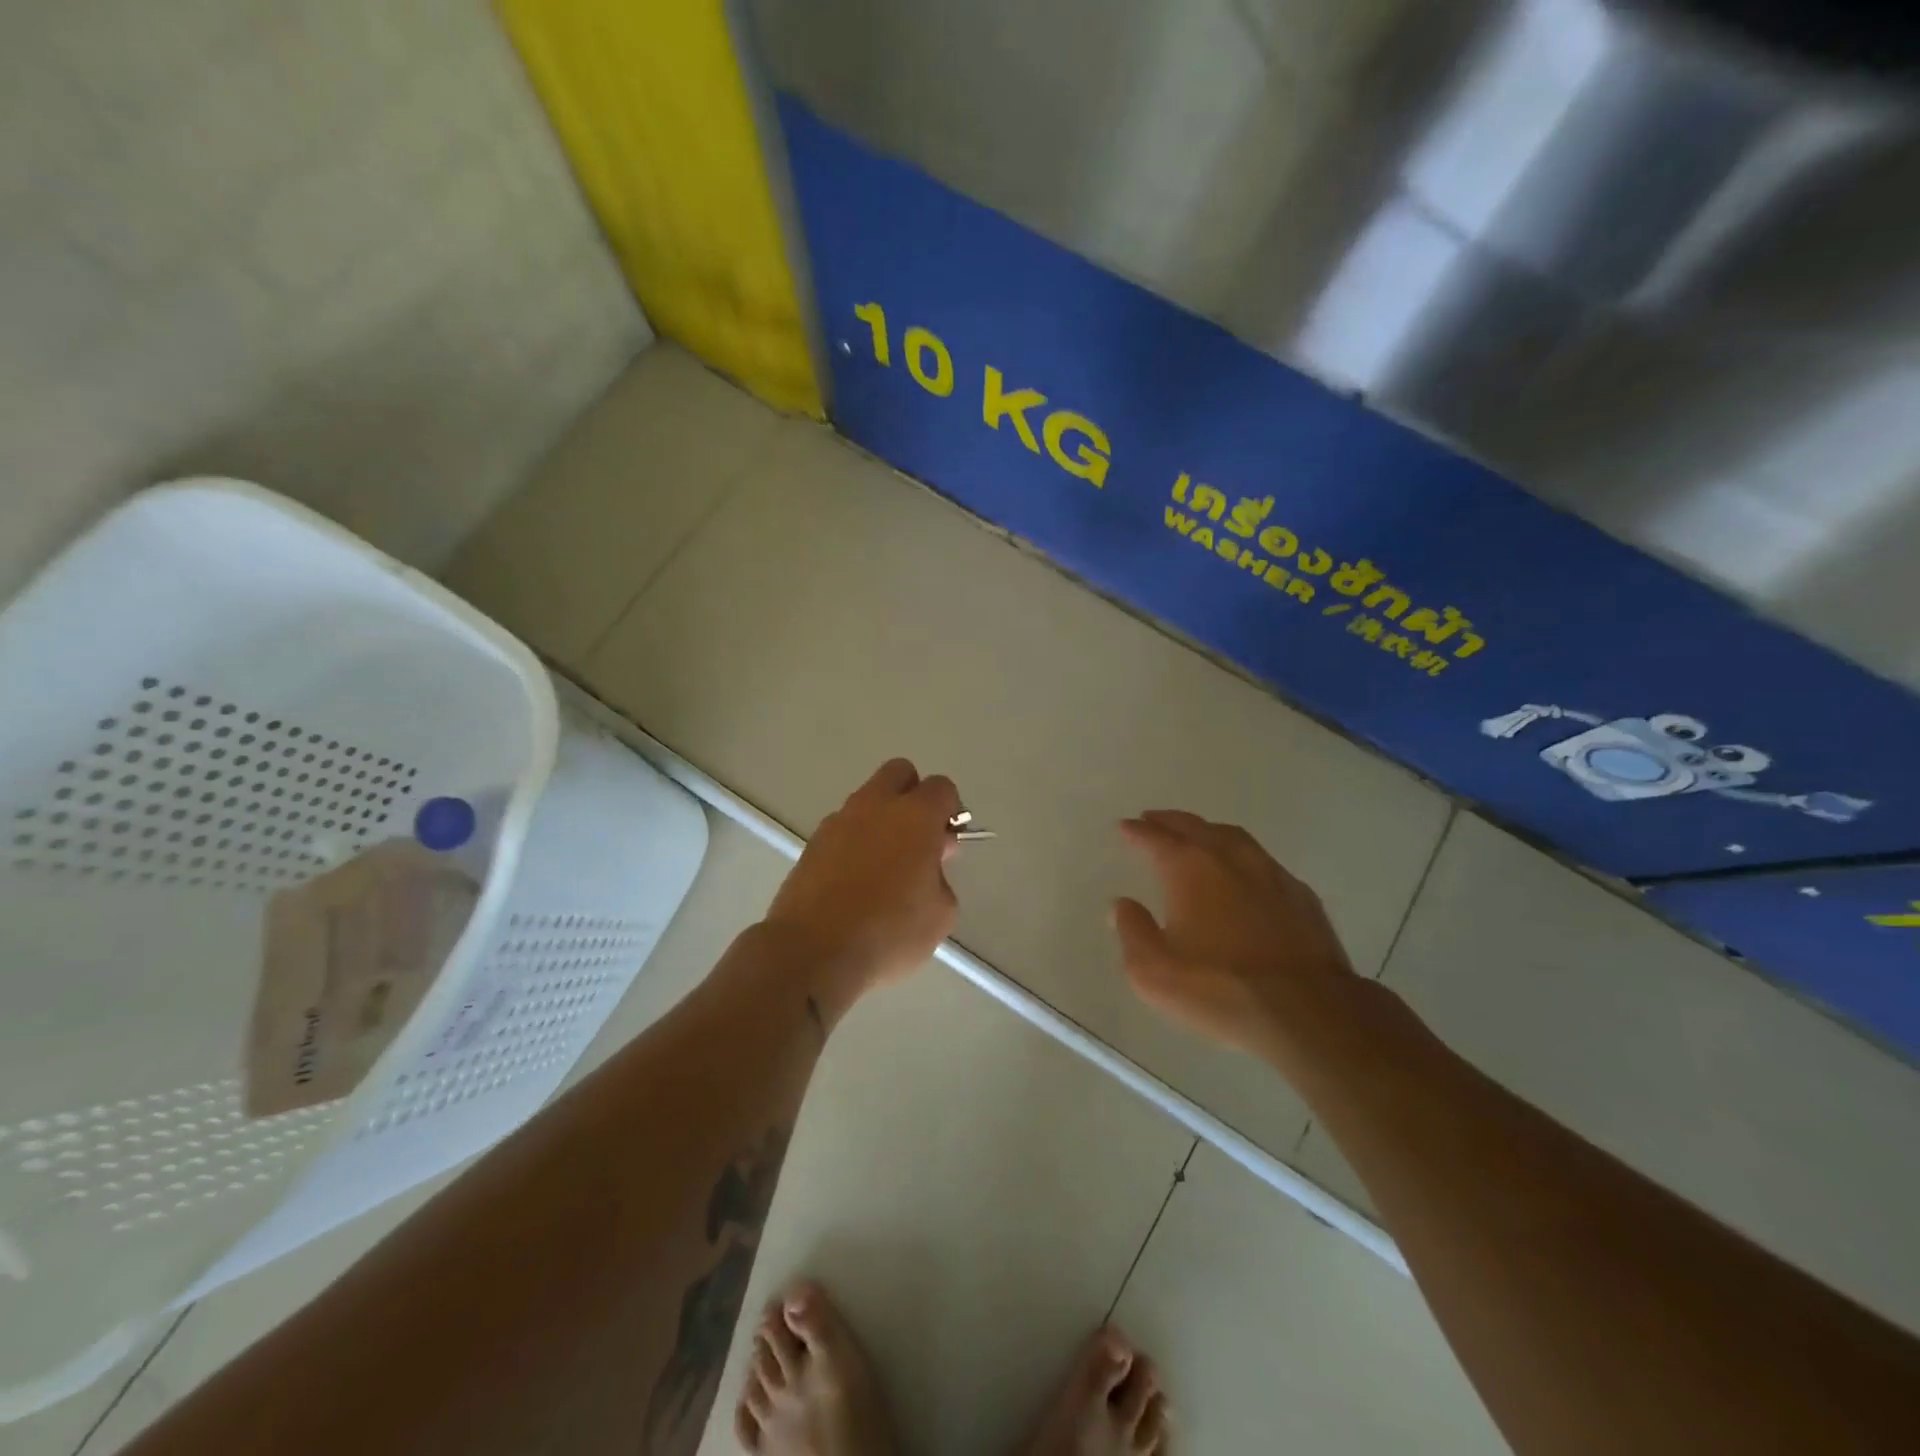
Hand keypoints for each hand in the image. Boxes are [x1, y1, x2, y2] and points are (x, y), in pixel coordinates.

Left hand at [762, 758, 961, 1016]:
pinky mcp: (812, 843)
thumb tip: (927, 866)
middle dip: (914, 796)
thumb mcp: (941, 914)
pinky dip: (855, 842)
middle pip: (900, 773)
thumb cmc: (888, 932)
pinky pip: (843, 828)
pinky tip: (856, 881)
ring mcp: (838, 821)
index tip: (948, 844)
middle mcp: (876, 806)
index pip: (941, 788)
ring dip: (881, 820)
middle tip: (918, 840)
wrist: (812, 951)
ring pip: (867, 800)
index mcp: (915, 816)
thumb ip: (941, 878)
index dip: (951, 811)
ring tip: (884, 868)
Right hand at [1113, 810, 1356, 1057]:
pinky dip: (1244, 859)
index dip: (1137, 831)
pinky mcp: (1301, 896)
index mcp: (1189, 868)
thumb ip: (1132, 931)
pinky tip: (1245, 873)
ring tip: (1198, 835)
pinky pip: (1264, 862)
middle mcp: (1229, 858)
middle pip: (1195, 827)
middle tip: (1154, 819)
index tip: (1125, 826)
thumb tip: (1122, 905)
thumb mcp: (1153, 970)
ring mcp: (1271, 873)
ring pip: (1233, 837)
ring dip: (1209, 832)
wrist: (1307, 1011)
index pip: (1156, 838)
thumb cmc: (1219, 988)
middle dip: (1171, 822)